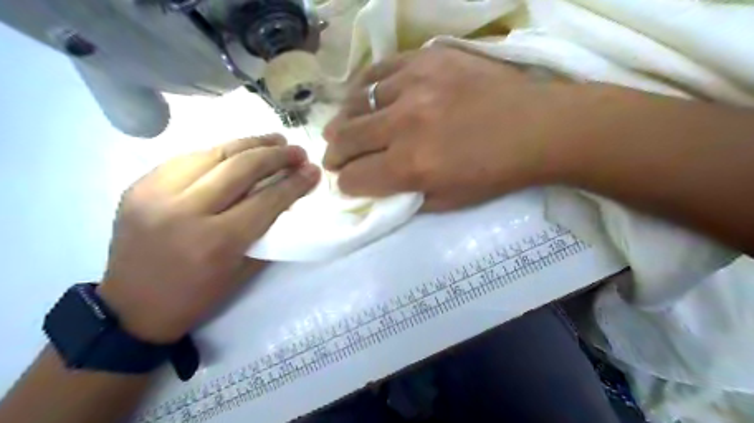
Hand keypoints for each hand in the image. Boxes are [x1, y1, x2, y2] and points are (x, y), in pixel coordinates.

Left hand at [97, 135, 320, 343]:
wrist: (132, 307)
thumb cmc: (197, 295)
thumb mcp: (244, 271)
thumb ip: (267, 232)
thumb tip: (288, 199)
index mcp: (217, 240)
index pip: (267, 199)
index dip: (295, 182)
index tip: (313, 170)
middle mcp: (186, 211)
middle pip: (241, 168)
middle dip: (276, 155)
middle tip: (297, 151)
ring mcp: (157, 193)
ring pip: (213, 153)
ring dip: (249, 143)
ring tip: (273, 140)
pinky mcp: (140, 185)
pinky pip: (187, 158)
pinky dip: (218, 151)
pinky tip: (237, 150)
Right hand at [326, 46, 581, 209]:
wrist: (537, 127)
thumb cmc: (494, 173)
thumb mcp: (448, 202)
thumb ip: (406, 197)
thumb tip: (377, 187)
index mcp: (411, 166)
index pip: (355, 177)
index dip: (347, 184)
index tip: (348, 182)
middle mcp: (404, 125)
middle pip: (346, 139)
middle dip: (334, 155)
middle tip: (335, 158)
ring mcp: (414, 85)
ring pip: (356, 103)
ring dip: (344, 121)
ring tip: (345, 128)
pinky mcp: (426, 59)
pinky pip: (378, 71)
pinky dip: (364, 88)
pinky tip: (364, 98)